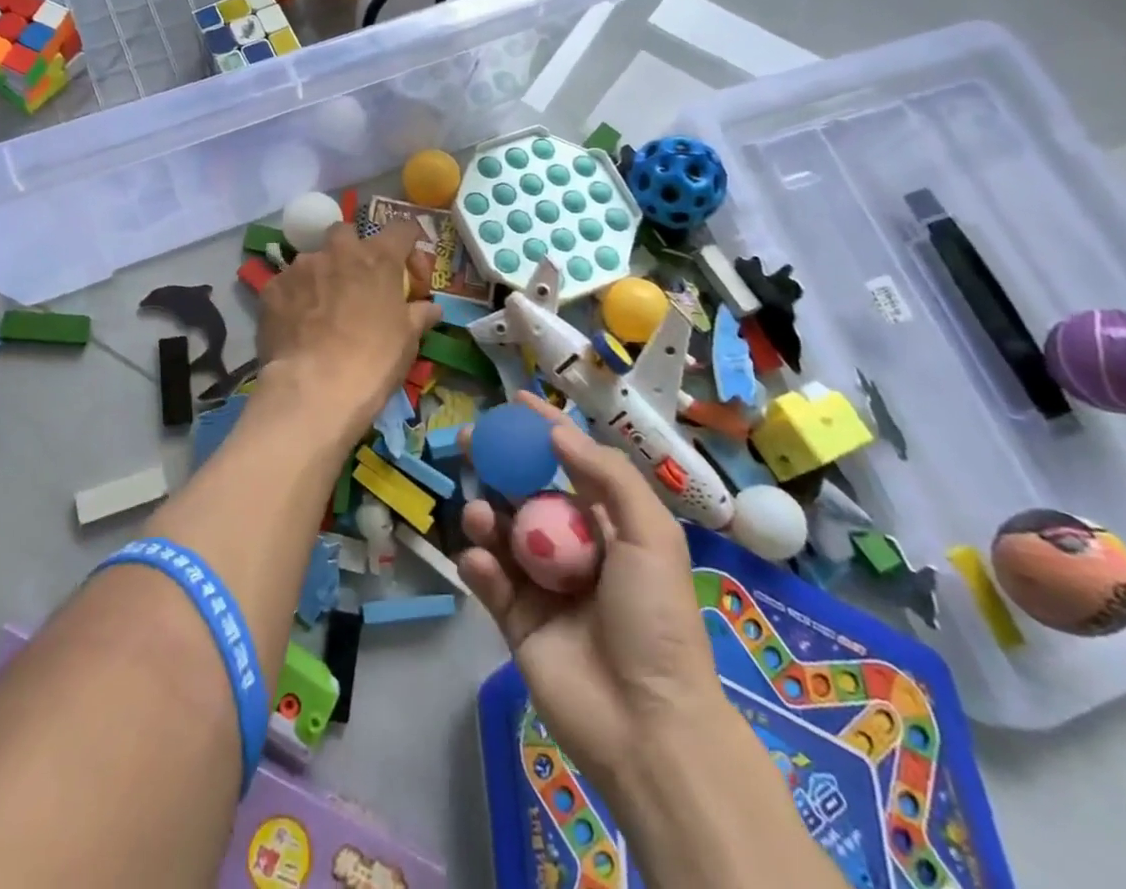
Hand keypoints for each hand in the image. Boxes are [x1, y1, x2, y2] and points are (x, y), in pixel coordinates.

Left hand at [256, 217, 440, 437]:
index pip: (401, 229)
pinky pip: (287, 285)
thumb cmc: (373, 360)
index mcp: (378, 258)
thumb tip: (430, 308)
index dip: (408, 245)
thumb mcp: (408, 340)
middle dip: (352, 249)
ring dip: (321, 276)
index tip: (409, 270)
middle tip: (357, 280)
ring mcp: (300, 267)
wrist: (315, 388)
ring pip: (312, 259)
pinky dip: (294, 298)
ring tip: (322, 309)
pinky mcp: (272, 288)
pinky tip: (297, 324)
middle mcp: (338, 251)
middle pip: (346, 232)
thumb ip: (419, 315)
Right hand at [458, 394, 725, 790]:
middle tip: (469, 442)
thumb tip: (558, 432)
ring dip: (485, 515)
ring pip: (502, 534)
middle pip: (525, 493)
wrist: (648, 724)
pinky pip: (490, 581)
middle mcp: (572, 548)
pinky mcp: (517, 621)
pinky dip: (478, 565)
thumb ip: (608, 477)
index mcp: (609, 527)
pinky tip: (478, 560)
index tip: (513, 403)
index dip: (543, 432)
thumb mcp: (651, 536)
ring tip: (480, 514)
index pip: (571, 466)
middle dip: (498, 465)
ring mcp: (542, 585)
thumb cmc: (657, 619)